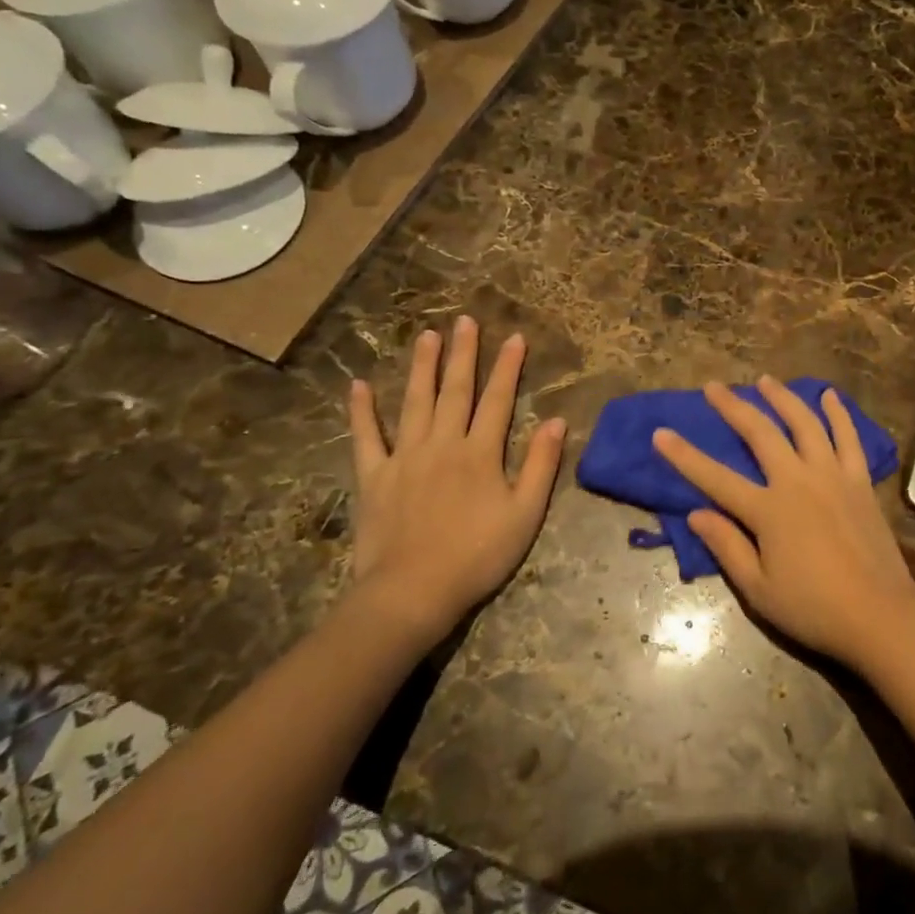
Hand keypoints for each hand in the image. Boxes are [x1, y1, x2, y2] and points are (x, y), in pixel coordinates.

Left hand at [347, 318, 565, 643]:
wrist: (412, 593)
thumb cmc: (477, 555)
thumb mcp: (525, 515)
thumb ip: (541, 465)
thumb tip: (556, 421)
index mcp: (480, 453)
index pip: (499, 400)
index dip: (508, 367)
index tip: (514, 337)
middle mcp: (442, 444)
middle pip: (455, 391)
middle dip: (463, 354)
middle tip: (464, 321)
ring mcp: (404, 457)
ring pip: (414, 402)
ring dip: (421, 367)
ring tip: (425, 336)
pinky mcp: (374, 476)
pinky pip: (366, 437)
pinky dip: (361, 411)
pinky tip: (358, 386)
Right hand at [653, 377, 914, 670]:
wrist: (880, 615)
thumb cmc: (813, 609)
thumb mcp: (758, 590)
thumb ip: (727, 547)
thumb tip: (696, 513)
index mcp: (769, 510)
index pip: (715, 478)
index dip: (684, 456)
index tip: (661, 433)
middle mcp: (798, 481)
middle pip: (760, 434)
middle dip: (733, 407)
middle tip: (714, 386)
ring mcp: (832, 476)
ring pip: (804, 424)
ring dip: (782, 399)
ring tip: (766, 381)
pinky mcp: (860, 481)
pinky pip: (849, 438)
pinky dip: (838, 414)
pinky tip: (829, 396)